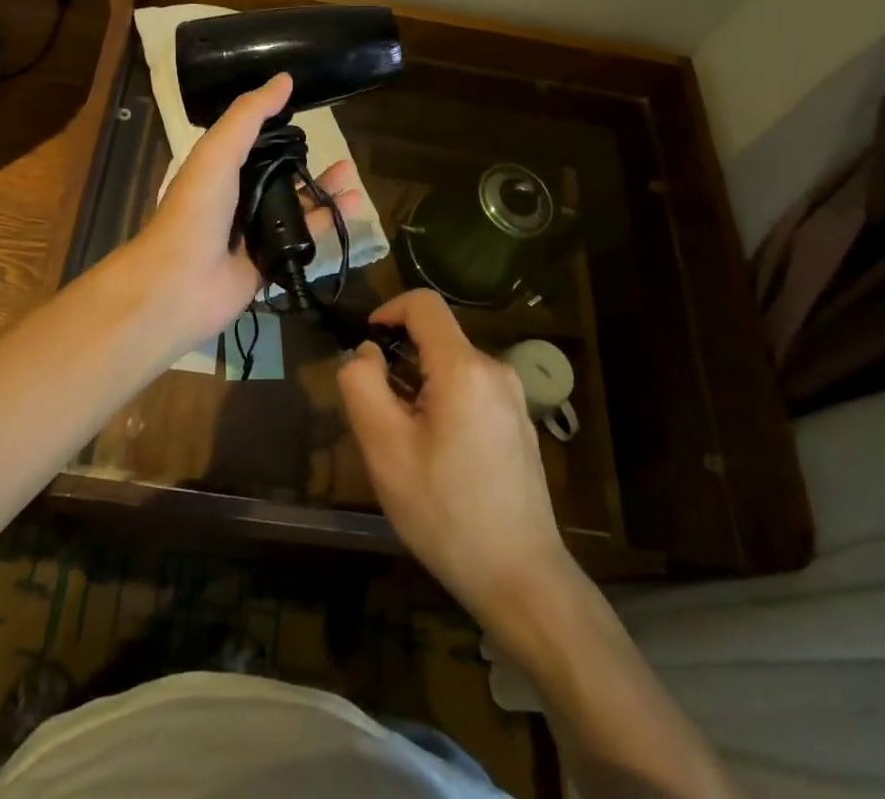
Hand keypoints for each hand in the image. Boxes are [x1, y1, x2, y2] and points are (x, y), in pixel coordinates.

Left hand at [133, 73, 364, 348]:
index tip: (311, 111)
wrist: (179, 283)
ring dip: (324, 191)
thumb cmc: (196, 209)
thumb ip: (249, 115)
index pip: (255, 142)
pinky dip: (328, 223)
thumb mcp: (219, 151)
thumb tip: (285, 79)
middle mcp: (237, 197)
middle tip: (342, 153)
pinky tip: (352, 209)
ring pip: (296, 206)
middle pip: (280, 175)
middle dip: (309, 163)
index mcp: (220, 168)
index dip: (280, 127)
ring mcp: (254, 232)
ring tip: (353, 177)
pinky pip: (304, 238)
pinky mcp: (270, 261)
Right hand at [338, 290, 573, 627]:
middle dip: (400, 363)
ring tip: (406, 445)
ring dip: (419, 388)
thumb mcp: (384, 448)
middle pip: (436, 340)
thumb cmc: (445, 512)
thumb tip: (366, 352)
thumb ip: (362, 385)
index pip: (424, 304)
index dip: (388, 310)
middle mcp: (495, 371)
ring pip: (451, 368)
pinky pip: (471, 392)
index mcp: (464, 367)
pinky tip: (438, 460)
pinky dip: (443, 404)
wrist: (522, 580)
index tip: (366, 345)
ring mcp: (513, 399)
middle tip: (379, 417)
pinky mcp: (519, 425)